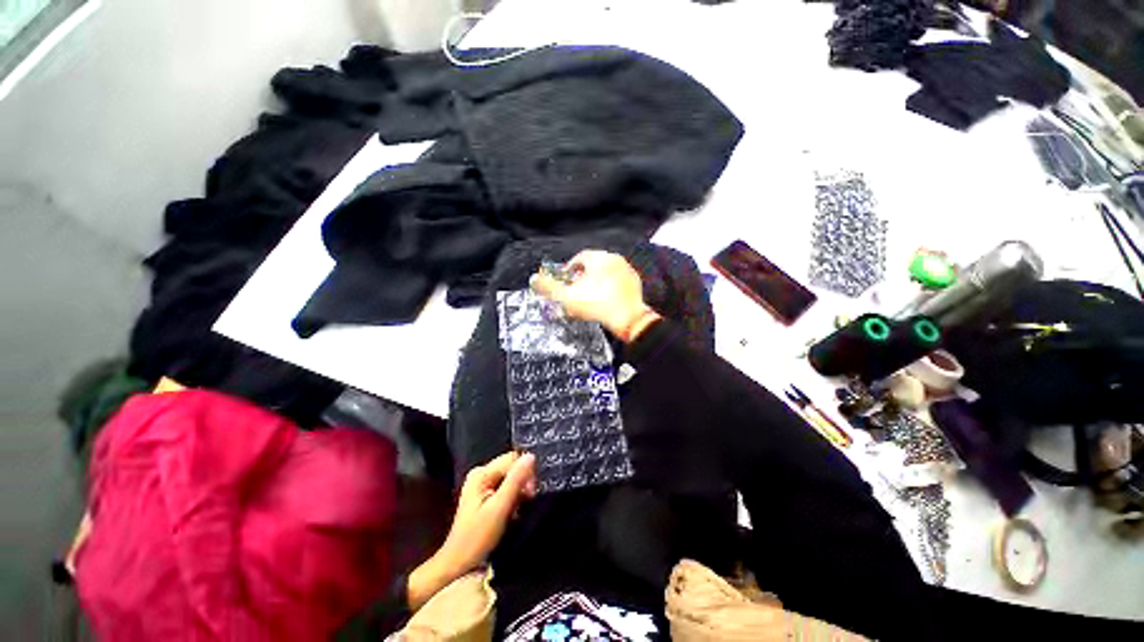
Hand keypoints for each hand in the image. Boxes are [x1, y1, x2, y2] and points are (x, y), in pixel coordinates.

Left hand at [407, 452, 536, 609]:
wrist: (458, 563)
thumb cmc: (478, 537)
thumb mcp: (499, 508)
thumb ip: (515, 480)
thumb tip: (531, 455)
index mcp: (481, 473)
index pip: (512, 459)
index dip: (525, 472)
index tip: (531, 493)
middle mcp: (481, 473)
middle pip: (511, 467)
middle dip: (522, 483)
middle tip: (526, 503)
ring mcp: (482, 484)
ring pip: (511, 478)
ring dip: (519, 492)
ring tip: (519, 509)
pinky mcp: (485, 494)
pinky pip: (506, 487)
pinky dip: (513, 497)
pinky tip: (513, 511)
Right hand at [530, 250, 660, 340]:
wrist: (628, 319)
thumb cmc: (597, 305)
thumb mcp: (567, 297)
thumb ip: (548, 287)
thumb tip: (534, 279)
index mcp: (598, 258)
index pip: (579, 258)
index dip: (569, 270)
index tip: (566, 281)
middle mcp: (614, 259)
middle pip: (592, 265)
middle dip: (582, 277)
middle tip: (576, 290)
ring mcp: (626, 270)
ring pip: (605, 272)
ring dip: (595, 282)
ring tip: (589, 297)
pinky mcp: (634, 282)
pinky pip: (617, 281)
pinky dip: (609, 287)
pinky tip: (605, 300)